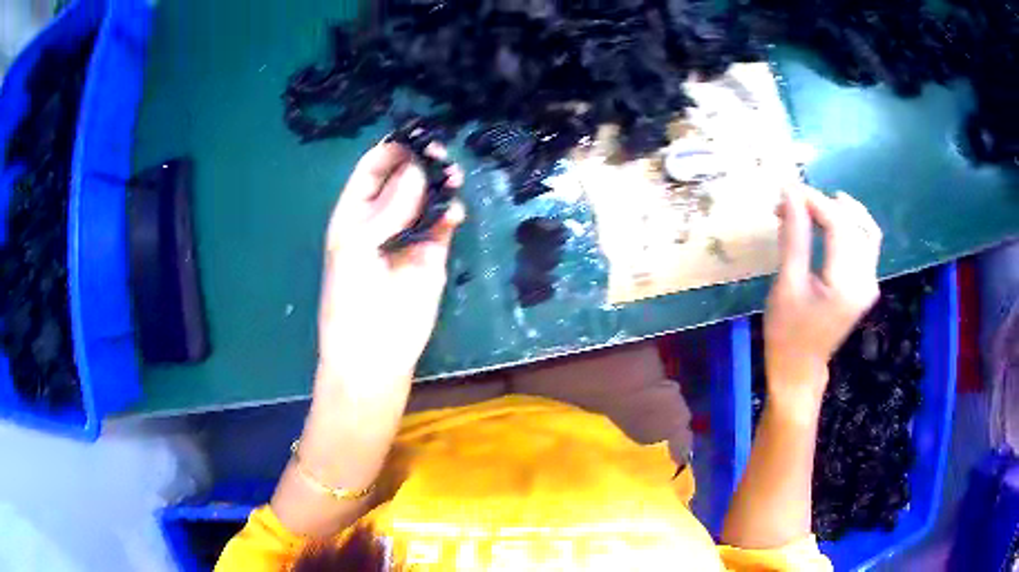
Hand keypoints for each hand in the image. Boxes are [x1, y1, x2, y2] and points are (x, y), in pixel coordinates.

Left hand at [317, 141, 464, 393]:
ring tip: (452, 177)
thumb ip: (388, 207)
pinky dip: (451, 212)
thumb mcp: (357, 246)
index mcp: (355, 212)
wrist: (374, 351)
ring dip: (440, 183)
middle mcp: (382, 217)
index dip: (392, 150)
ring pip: (427, 196)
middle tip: (439, 154)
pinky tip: (454, 212)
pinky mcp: (433, 253)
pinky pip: (444, 223)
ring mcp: (409, 234)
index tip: (416, 136)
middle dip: (420, 161)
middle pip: (404, 177)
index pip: (372, 169)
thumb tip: (417, 170)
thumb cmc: (351, 298)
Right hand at [764, 185, 881, 409]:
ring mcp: (870, 282)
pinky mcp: (867, 284)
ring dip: (841, 212)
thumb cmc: (787, 333)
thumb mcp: (787, 284)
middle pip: (854, 223)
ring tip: (813, 208)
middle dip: (823, 205)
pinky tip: (831, 224)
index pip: (839, 225)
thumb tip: (790, 193)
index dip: (814, 201)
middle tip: (792, 203)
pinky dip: (849, 226)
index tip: (787, 191)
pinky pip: (866, 243)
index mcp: (846, 285)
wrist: (800, 369)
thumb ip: (794, 236)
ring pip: (866, 230)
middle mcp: (867, 280)